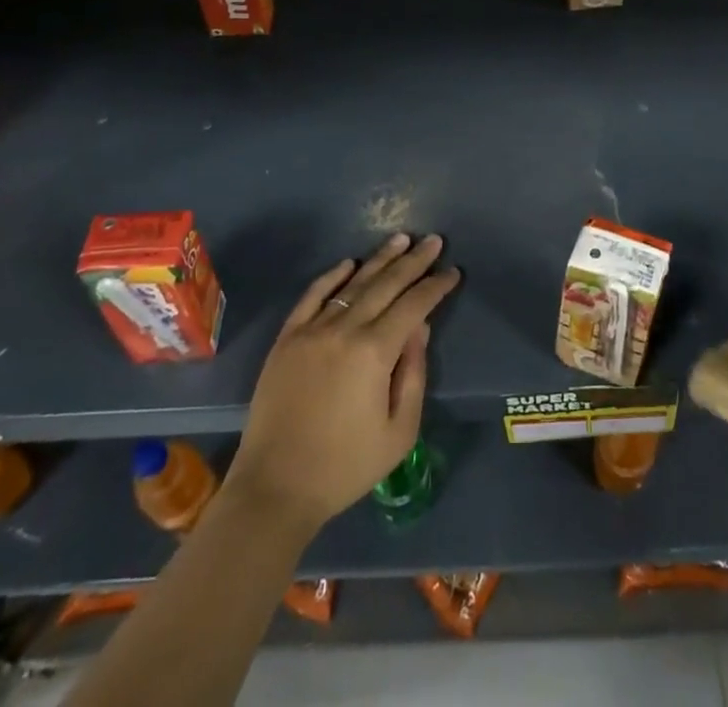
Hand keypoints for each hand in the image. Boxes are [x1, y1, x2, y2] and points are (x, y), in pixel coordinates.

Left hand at [222, 234, 460, 537]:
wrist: (275, 488)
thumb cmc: (345, 466)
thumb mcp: (399, 431)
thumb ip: (413, 374)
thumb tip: (421, 328)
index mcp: (375, 352)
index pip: (413, 306)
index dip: (435, 286)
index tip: (452, 272)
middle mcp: (345, 330)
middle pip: (386, 284)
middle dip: (414, 261)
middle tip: (433, 240)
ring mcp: (312, 330)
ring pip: (353, 284)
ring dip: (379, 259)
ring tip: (401, 239)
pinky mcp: (287, 339)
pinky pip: (312, 296)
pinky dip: (332, 276)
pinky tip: (349, 264)